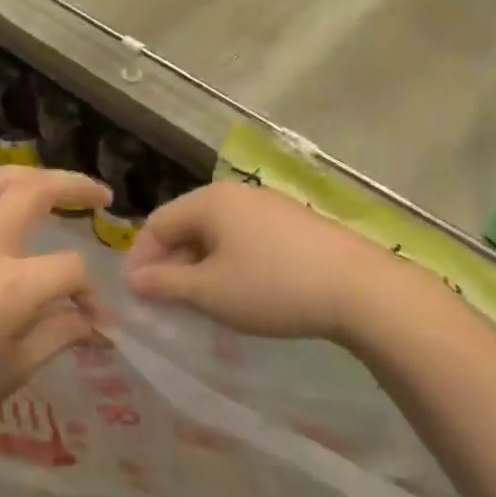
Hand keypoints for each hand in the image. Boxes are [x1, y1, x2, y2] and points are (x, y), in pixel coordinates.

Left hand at [0, 166, 110, 460]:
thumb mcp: (20, 368)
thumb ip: (63, 331)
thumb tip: (96, 320)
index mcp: (11, 286)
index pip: (69, 267)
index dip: (89, 291)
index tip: (95, 317)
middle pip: (33, 191)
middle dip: (73, 185)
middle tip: (99, 193)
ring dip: (28, 175)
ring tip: (51, 185)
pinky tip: (0, 207)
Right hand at [124, 182, 409, 341]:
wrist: (362, 290)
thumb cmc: (273, 286)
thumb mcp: (211, 292)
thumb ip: (165, 284)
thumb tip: (133, 280)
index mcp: (209, 201)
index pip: (157, 223)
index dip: (141, 259)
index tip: (139, 297)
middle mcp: (236, 194)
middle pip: (187, 225)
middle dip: (172, 263)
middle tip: (169, 302)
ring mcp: (268, 205)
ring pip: (217, 233)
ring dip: (201, 265)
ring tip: (204, 300)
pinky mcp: (294, 223)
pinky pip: (245, 238)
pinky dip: (231, 262)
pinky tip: (242, 290)